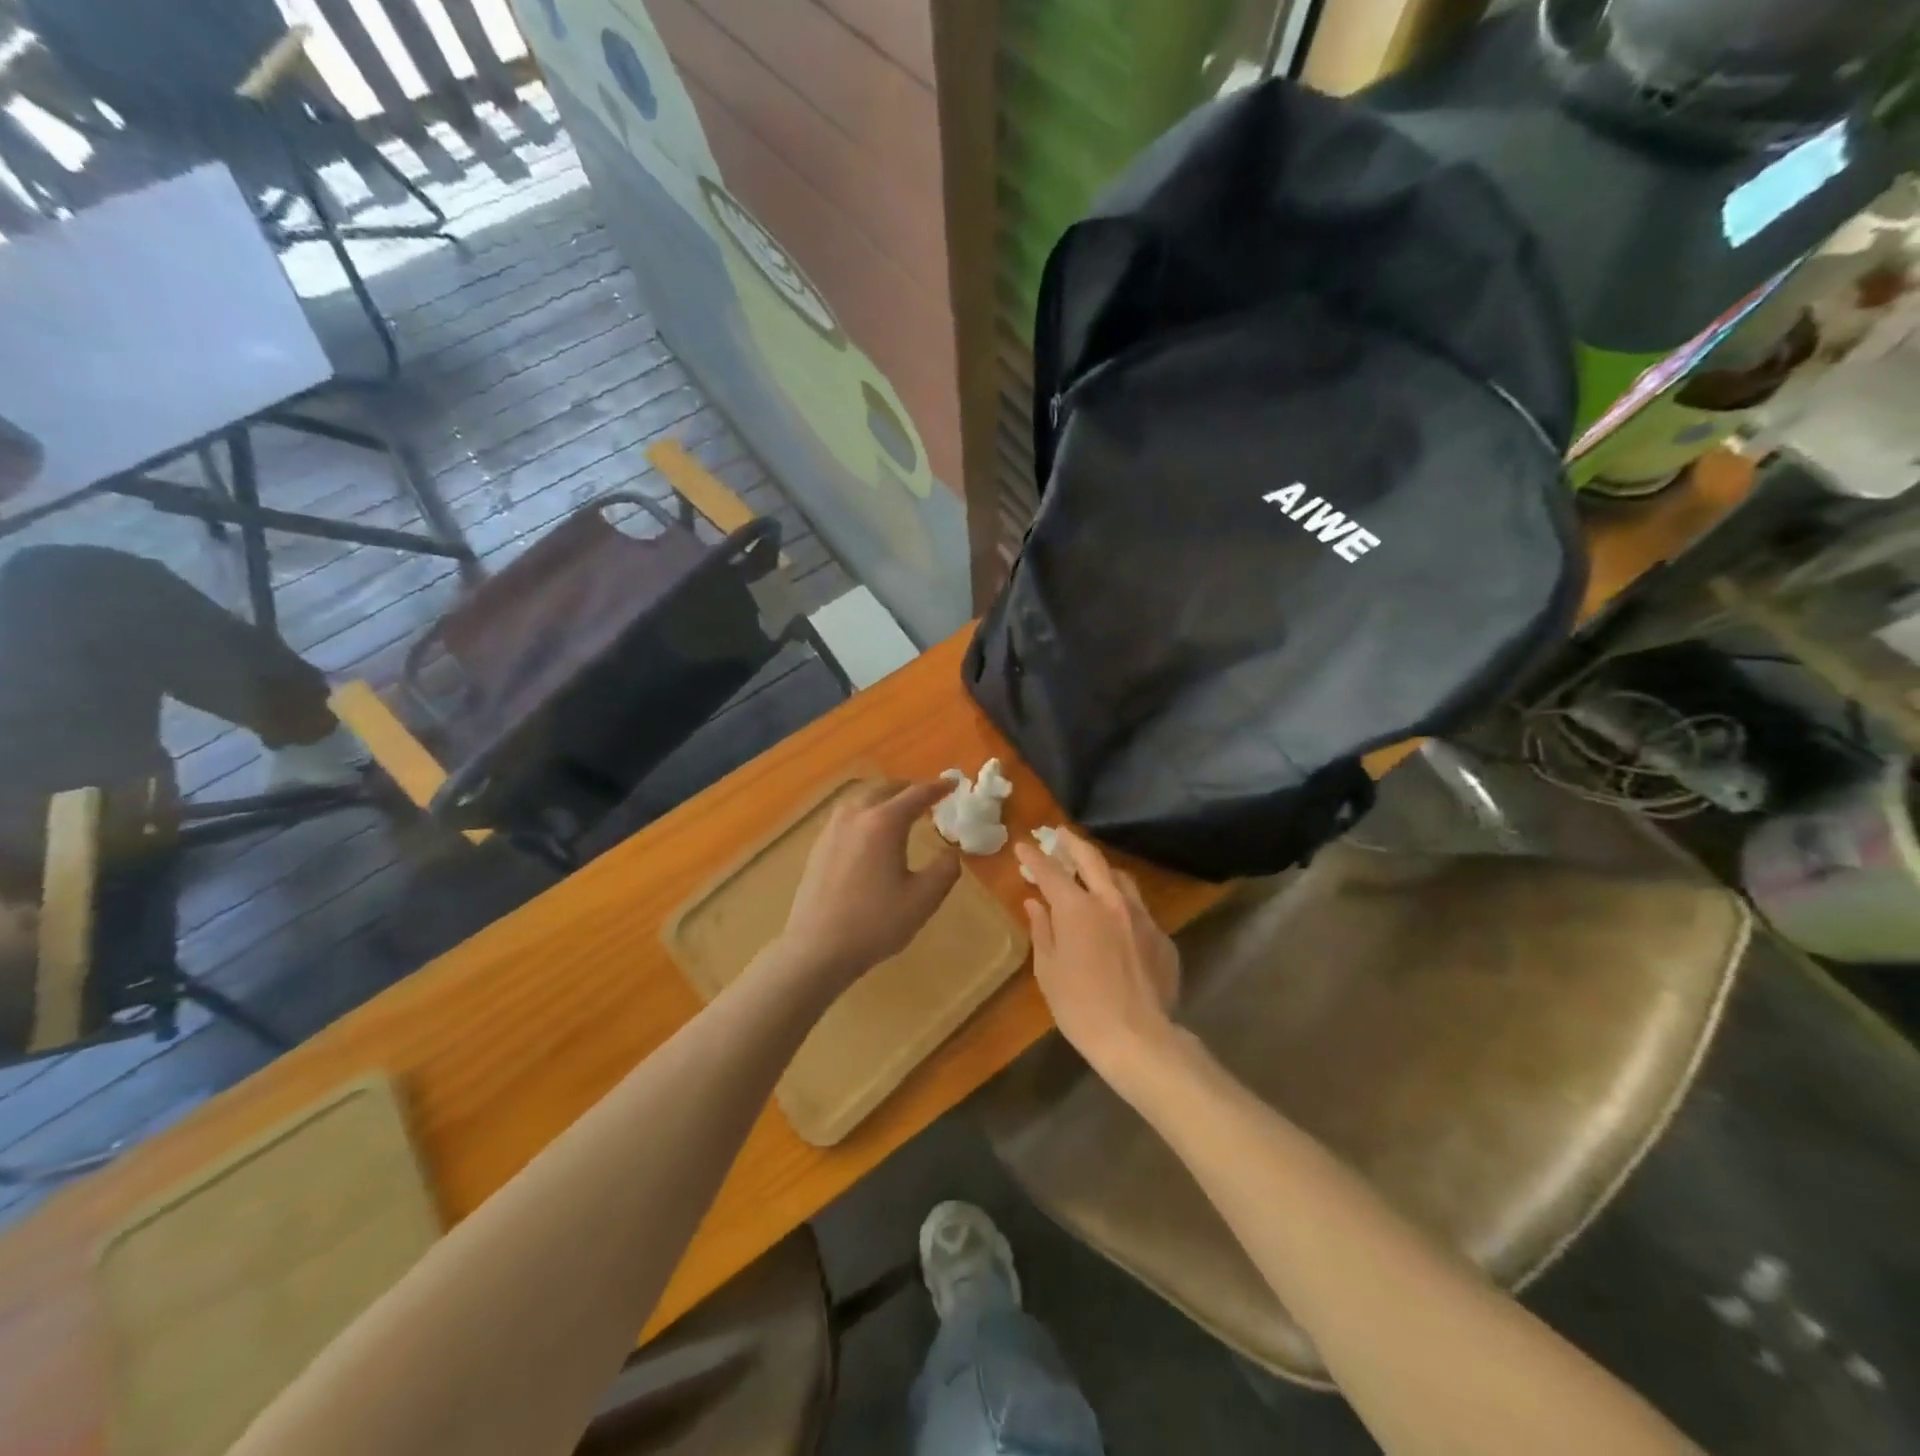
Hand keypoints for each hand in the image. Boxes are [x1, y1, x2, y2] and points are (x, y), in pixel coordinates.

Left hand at [778, 781, 960, 989]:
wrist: (817, 949)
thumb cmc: (875, 923)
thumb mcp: (923, 900)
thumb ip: (944, 870)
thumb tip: (951, 852)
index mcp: (884, 823)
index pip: (915, 795)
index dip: (937, 788)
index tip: (952, 784)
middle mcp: (855, 817)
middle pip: (885, 790)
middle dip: (908, 789)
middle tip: (927, 797)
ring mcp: (832, 830)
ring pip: (861, 799)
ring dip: (884, 798)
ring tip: (898, 811)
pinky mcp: (818, 846)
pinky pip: (846, 815)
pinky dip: (865, 813)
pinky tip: (868, 833)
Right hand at [1014, 828, 1180, 1078]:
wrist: (1139, 1039)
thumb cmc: (1081, 1007)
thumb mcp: (1049, 970)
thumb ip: (1042, 930)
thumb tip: (1035, 903)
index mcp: (1078, 909)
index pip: (1051, 872)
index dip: (1035, 857)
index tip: (1023, 845)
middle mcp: (1112, 902)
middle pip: (1092, 859)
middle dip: (1072, 843)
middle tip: (1060, 834)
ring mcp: (1142, 917)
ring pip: (1121, 879)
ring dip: (1102, 869)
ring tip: (1091, 870)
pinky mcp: (1162, 937)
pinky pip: (1139, 910)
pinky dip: (1122, 905)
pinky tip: (1117, 919)